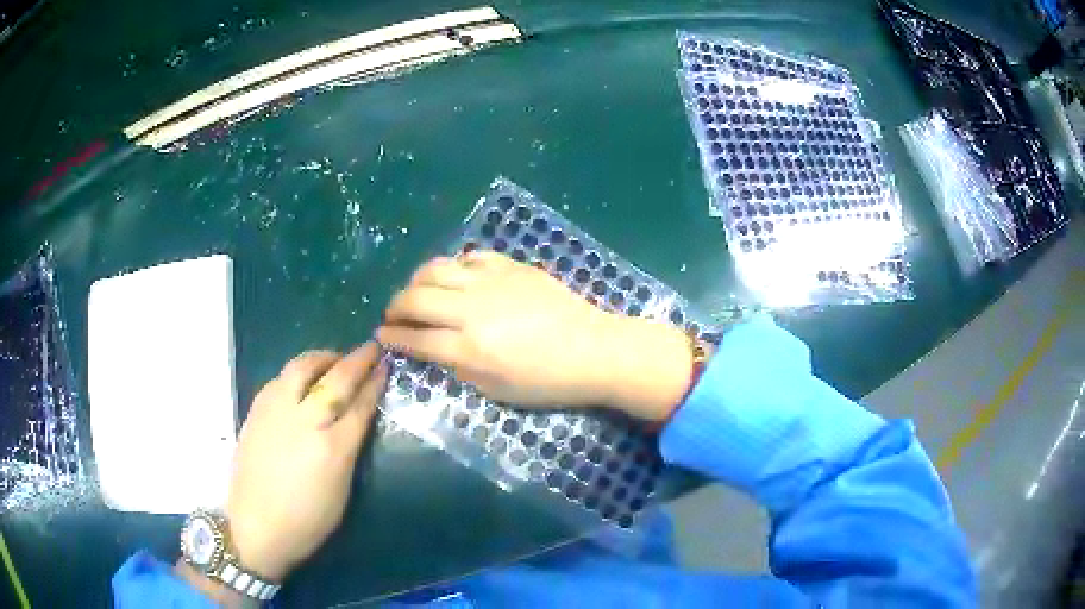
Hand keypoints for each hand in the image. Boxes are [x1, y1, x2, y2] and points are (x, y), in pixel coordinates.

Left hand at [225, 342, 386, 581]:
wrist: (257, 525)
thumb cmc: (307, 521)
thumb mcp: (341, 491)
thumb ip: (349, 450)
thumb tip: (355, 420)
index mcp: (333, 448)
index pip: (360, 405)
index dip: (374, 383)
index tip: (385, 366)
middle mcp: (305, 421)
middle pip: (335, 380)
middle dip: (357, 360)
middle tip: (370, 348)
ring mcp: (277, 412)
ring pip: (302, 368)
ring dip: (324, 357)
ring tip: (335, 358)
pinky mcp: (257, 410)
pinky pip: (280, 378)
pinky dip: (298, 371)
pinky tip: (303, 378)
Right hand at [376, 252, 692, 419]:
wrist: (593, 350)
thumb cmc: (547, 382)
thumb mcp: (497, 390)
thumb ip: (458, 368)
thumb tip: (432, 349)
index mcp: (470, 348)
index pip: (416, 338)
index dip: (392, 337)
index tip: (382, 335)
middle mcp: (472, 310)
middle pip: (416, 299)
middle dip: (395, 306)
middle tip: (392, 314)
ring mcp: (491, 282)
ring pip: (436, 269)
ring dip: (417, 280)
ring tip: (416, 291)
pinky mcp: (510, 266)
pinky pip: (470, 257)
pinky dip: (454, 266)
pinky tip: (454, 277)